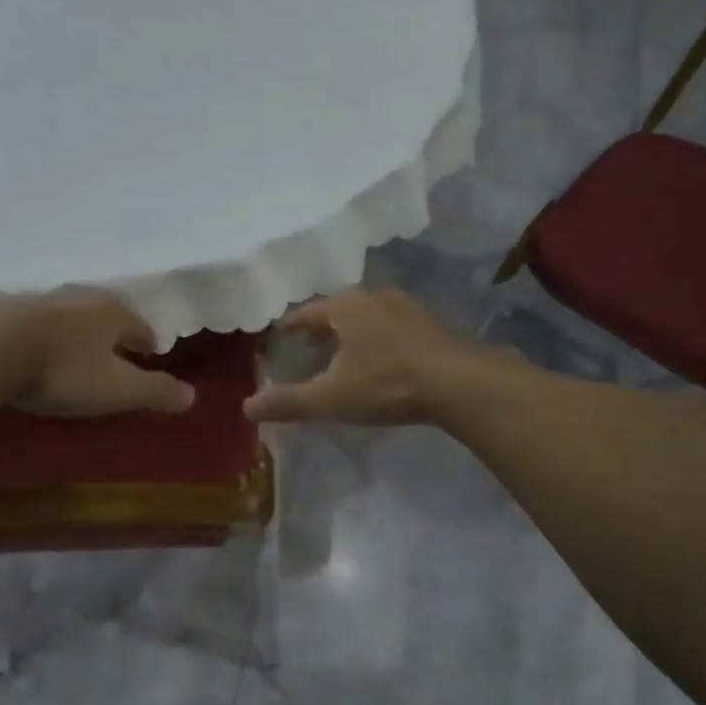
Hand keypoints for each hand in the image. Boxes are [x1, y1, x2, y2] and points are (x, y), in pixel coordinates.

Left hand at [0, 291, 195, 417]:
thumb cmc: (63, 370)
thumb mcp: (117, 389)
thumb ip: (155, 391)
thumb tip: (193, 395)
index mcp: (111, 313)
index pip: (140, 326)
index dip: (147, 343)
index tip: (150, 358)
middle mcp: (79, 300)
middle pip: (106, 317)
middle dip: (114, 335)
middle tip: (117, 357)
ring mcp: (40, 303)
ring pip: (71, 318)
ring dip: (78, 335)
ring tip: (79, 355)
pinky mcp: (6, 313)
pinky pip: (37, 325)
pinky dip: (45, 338)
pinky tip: (37, 352)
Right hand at [245, 287, 484, 425]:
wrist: (458, 382)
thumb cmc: (386, 383)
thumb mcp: (331, 397)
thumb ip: (289, 402)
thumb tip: (247, 407)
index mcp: (345, 306)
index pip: (307, 312)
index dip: (292, 327)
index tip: (281, 336)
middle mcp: (374, 297)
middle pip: (338, 310)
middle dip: (322, 328)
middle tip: (309, 347)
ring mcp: (407, 307)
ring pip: (368, 316)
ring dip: (352, 333)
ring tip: (344, 354)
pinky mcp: (431, 324)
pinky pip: (392, 326)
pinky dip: (378, 339)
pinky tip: (382, 360)